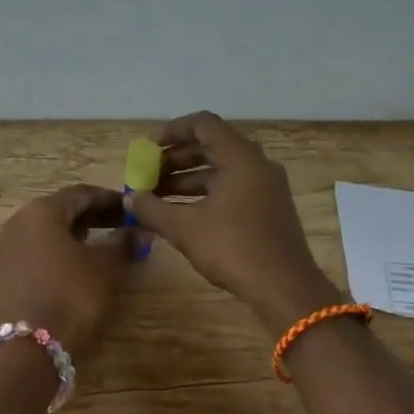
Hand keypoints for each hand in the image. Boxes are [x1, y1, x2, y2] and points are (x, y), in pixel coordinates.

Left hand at [0, 184, 138, 360]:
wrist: (35, 348)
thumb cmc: (75, 296)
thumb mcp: (107, 267)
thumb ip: (124, 242)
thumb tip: (142, 231)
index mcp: (40, 212)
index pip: (80, 194)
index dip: (108, 199)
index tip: (130, 208)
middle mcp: (15, 223)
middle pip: (57, 212)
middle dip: (89, 217)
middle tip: (117, 226)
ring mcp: (0, 250)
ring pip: (40, 233)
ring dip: (68, 235)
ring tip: (95, 246)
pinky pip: (28, 255)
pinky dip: (49, 255)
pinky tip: (66, 268)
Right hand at [124, 112, 340, 335]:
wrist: (285, 288)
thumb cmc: (234, 248)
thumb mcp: (185, 228)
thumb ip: (152, 209)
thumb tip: (128, 199)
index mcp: (240, 158)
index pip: (203, 124)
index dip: (172, 131)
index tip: (147, 148)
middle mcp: (256, 165)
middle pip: (210, 147)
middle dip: (175, 159)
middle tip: (148, 174)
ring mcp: (265, 187)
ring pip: (220, 171)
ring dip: (186, 179)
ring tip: (156, 197)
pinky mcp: (267, 209)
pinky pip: (231, 189)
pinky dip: (204, 194)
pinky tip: (180, 214)